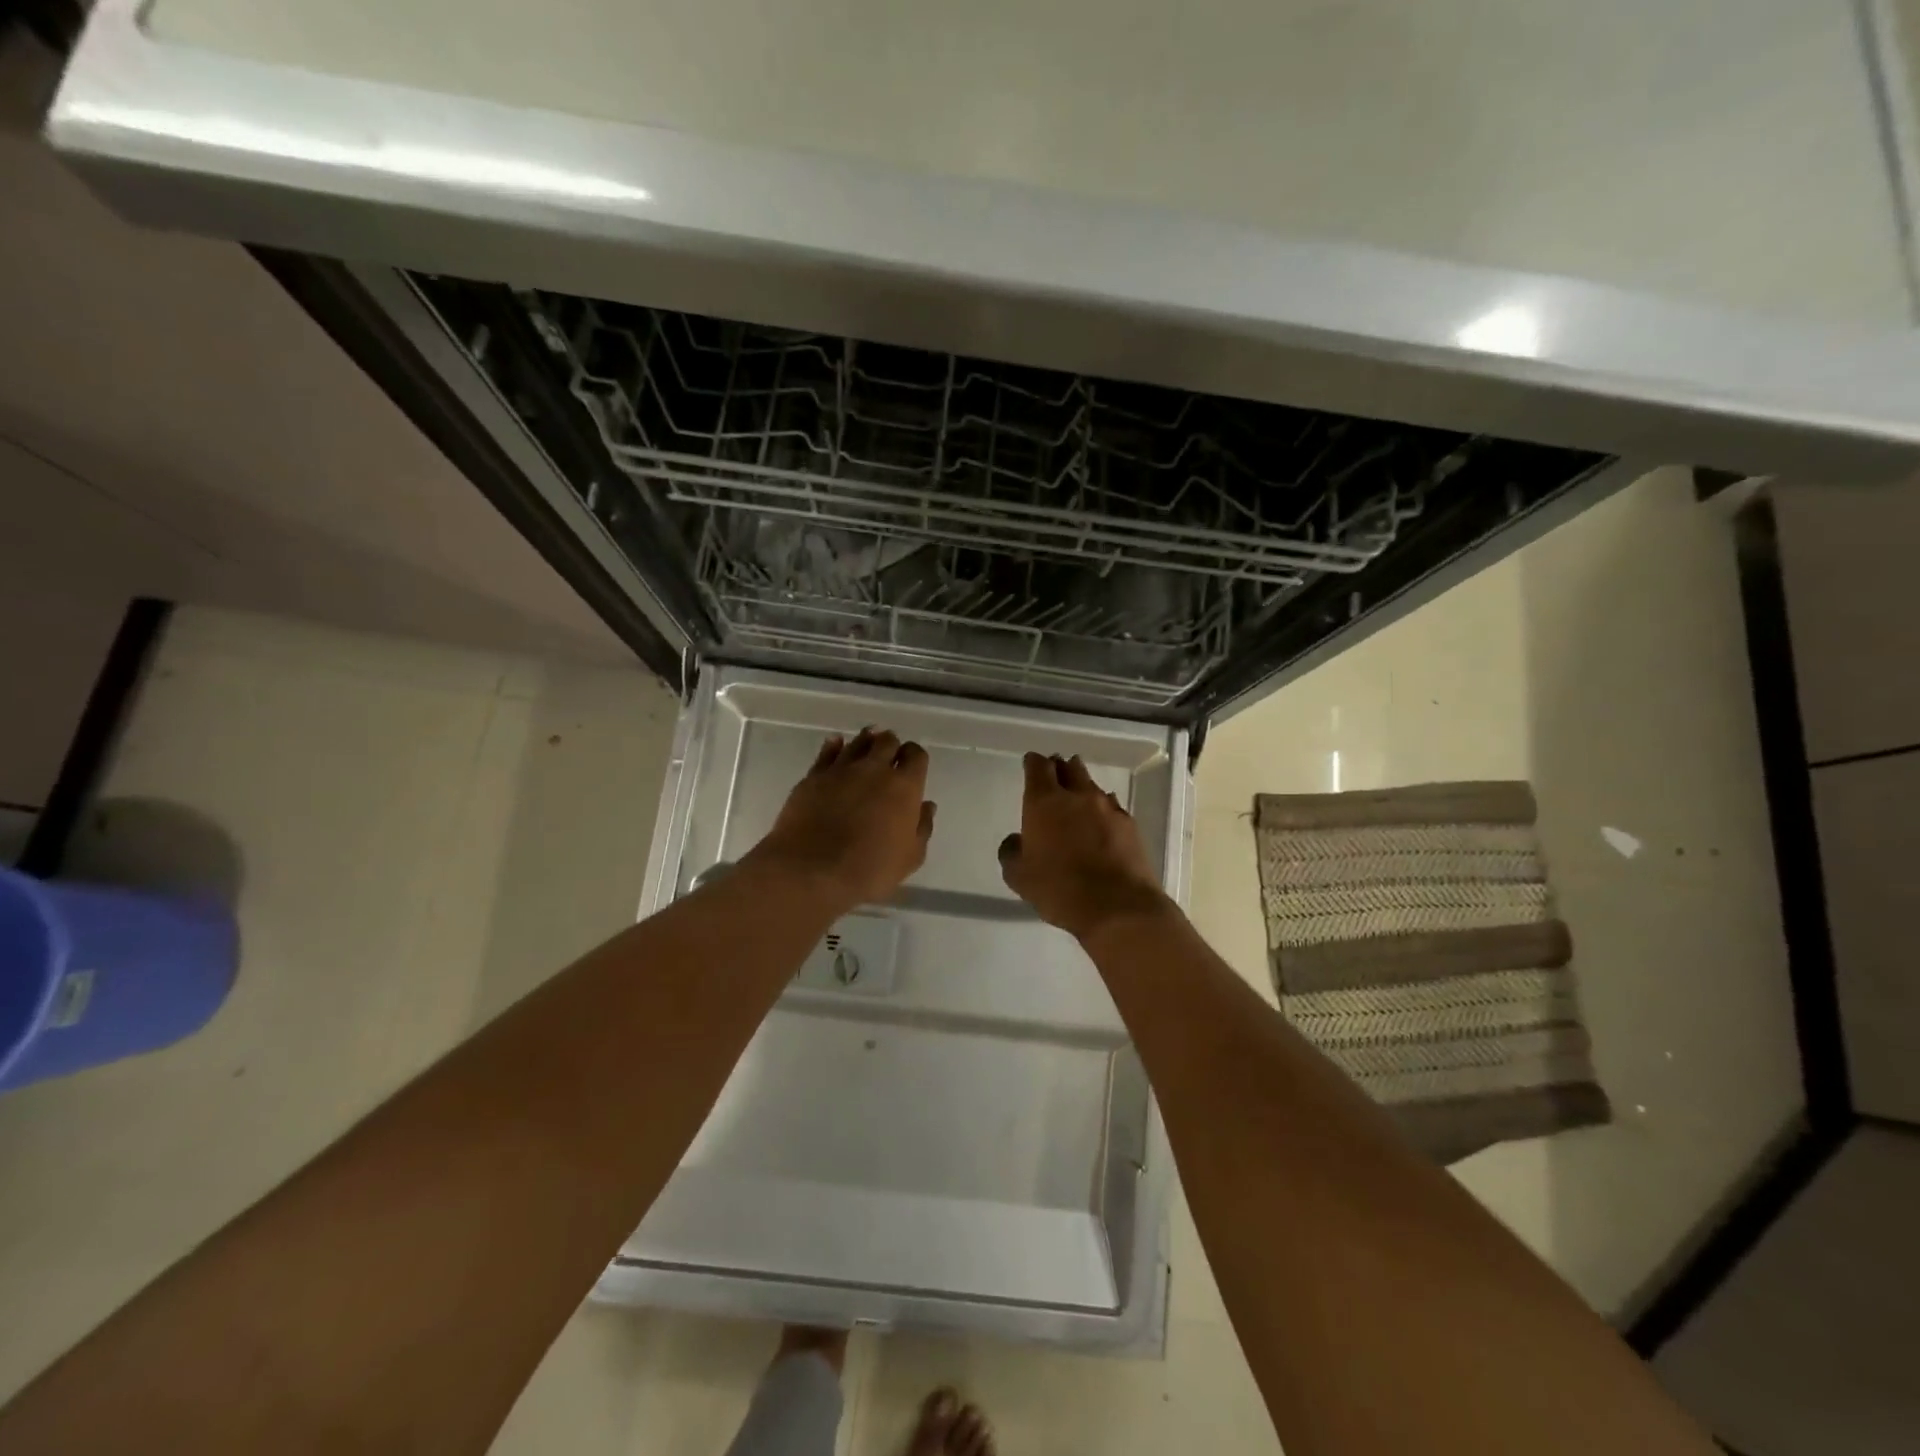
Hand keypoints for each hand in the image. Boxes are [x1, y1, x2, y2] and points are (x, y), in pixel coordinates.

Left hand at [748, 728, 935, 910]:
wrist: (811, 870)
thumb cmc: (869, 869)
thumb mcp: (910, 858)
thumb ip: (922, 828)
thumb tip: (926, 805)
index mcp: (904, 787)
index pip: (916, 756)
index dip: (915, 757)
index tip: (912, 765)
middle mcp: (874, 769)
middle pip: (886, 741)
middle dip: (891, 745)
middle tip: (889, 754)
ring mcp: (841, 770)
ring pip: (858, 742)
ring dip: (866, 741)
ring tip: (867, 742)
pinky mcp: (813, 776)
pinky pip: (827, 752)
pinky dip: (834, 745)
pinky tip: (836, 744)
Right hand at [998, 752, 1170, 939]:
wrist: (1118, 907)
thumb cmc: (1059, 889)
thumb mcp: (1019, 877)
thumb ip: (1011, 853)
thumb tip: (1016, 840)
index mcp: (1044, 802)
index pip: (1037, 767)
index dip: (1033, 763)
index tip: (1030, 764)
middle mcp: (1076, 796)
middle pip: (1068, 768)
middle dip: (1059, 767)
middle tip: (1054, 774)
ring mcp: (1107, 807)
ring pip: (1091, 785)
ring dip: (1082, 786)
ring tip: (1077, 796)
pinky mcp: (1129, 824)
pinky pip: (1111, 805)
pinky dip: (1102, 807)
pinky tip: (1101, 820)